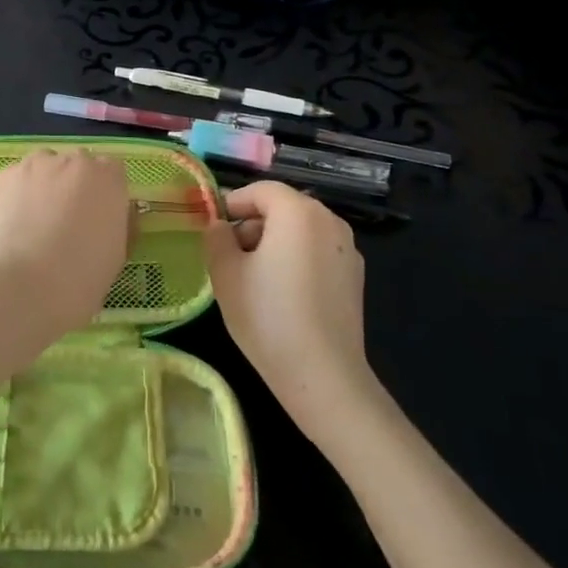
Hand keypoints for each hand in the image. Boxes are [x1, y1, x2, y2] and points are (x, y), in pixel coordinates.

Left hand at [0, 149, 131, 342]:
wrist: (20, 286)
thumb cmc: (79, 279)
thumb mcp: (116, 256)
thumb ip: (120, 224)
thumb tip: (114, 214)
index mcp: (109, 179)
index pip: (112, 172)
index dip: (105, 194)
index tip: (98, 218)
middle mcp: (76, 161)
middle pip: (79, 165)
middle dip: (75, 186)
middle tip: (66, 222)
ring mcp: (38, 164)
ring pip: (47, 167)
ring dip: (47, 184)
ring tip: (36, 221)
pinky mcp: (6, 175)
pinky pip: (20, 178)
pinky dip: (19, 194)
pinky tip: (15, 222)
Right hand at [204, 181, 372, 442]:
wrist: (323, 377)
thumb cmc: (268, 316)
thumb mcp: (225, 273)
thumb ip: (216, 237)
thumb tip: (219, 226)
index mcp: (298, 212)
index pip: (260, 190)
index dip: (232, 204)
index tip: (212, 228)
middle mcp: (329, 221)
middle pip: (282, 208)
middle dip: (252, 224)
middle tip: (228, 256)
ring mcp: (347, 249)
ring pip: (300, 230)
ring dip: (273, 242)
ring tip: (252, 278)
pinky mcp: (355, 277)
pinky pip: (317, 252)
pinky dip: (296, 260)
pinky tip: (281, 295)